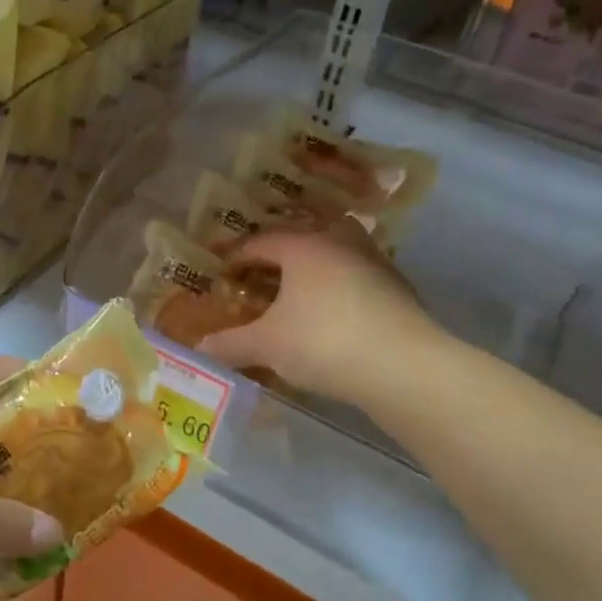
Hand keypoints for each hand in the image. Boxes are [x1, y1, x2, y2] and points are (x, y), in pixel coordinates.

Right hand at [199, 222, 432, 407]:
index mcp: (304, 247)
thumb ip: (231, 344)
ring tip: (305, 291)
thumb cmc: (323, 342)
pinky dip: (346, 288)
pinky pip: (362, 278)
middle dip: (285, 251)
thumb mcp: (267, 345)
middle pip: (307, 235)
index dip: (239, 255)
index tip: (225, 271)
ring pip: (341, 252)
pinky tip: (340, 314)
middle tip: (268, 273)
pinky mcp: (399, 289)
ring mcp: (375, 263)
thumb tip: (199, 348)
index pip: (263, 242)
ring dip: (321, 266)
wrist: (402, 365)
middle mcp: (340, 244)